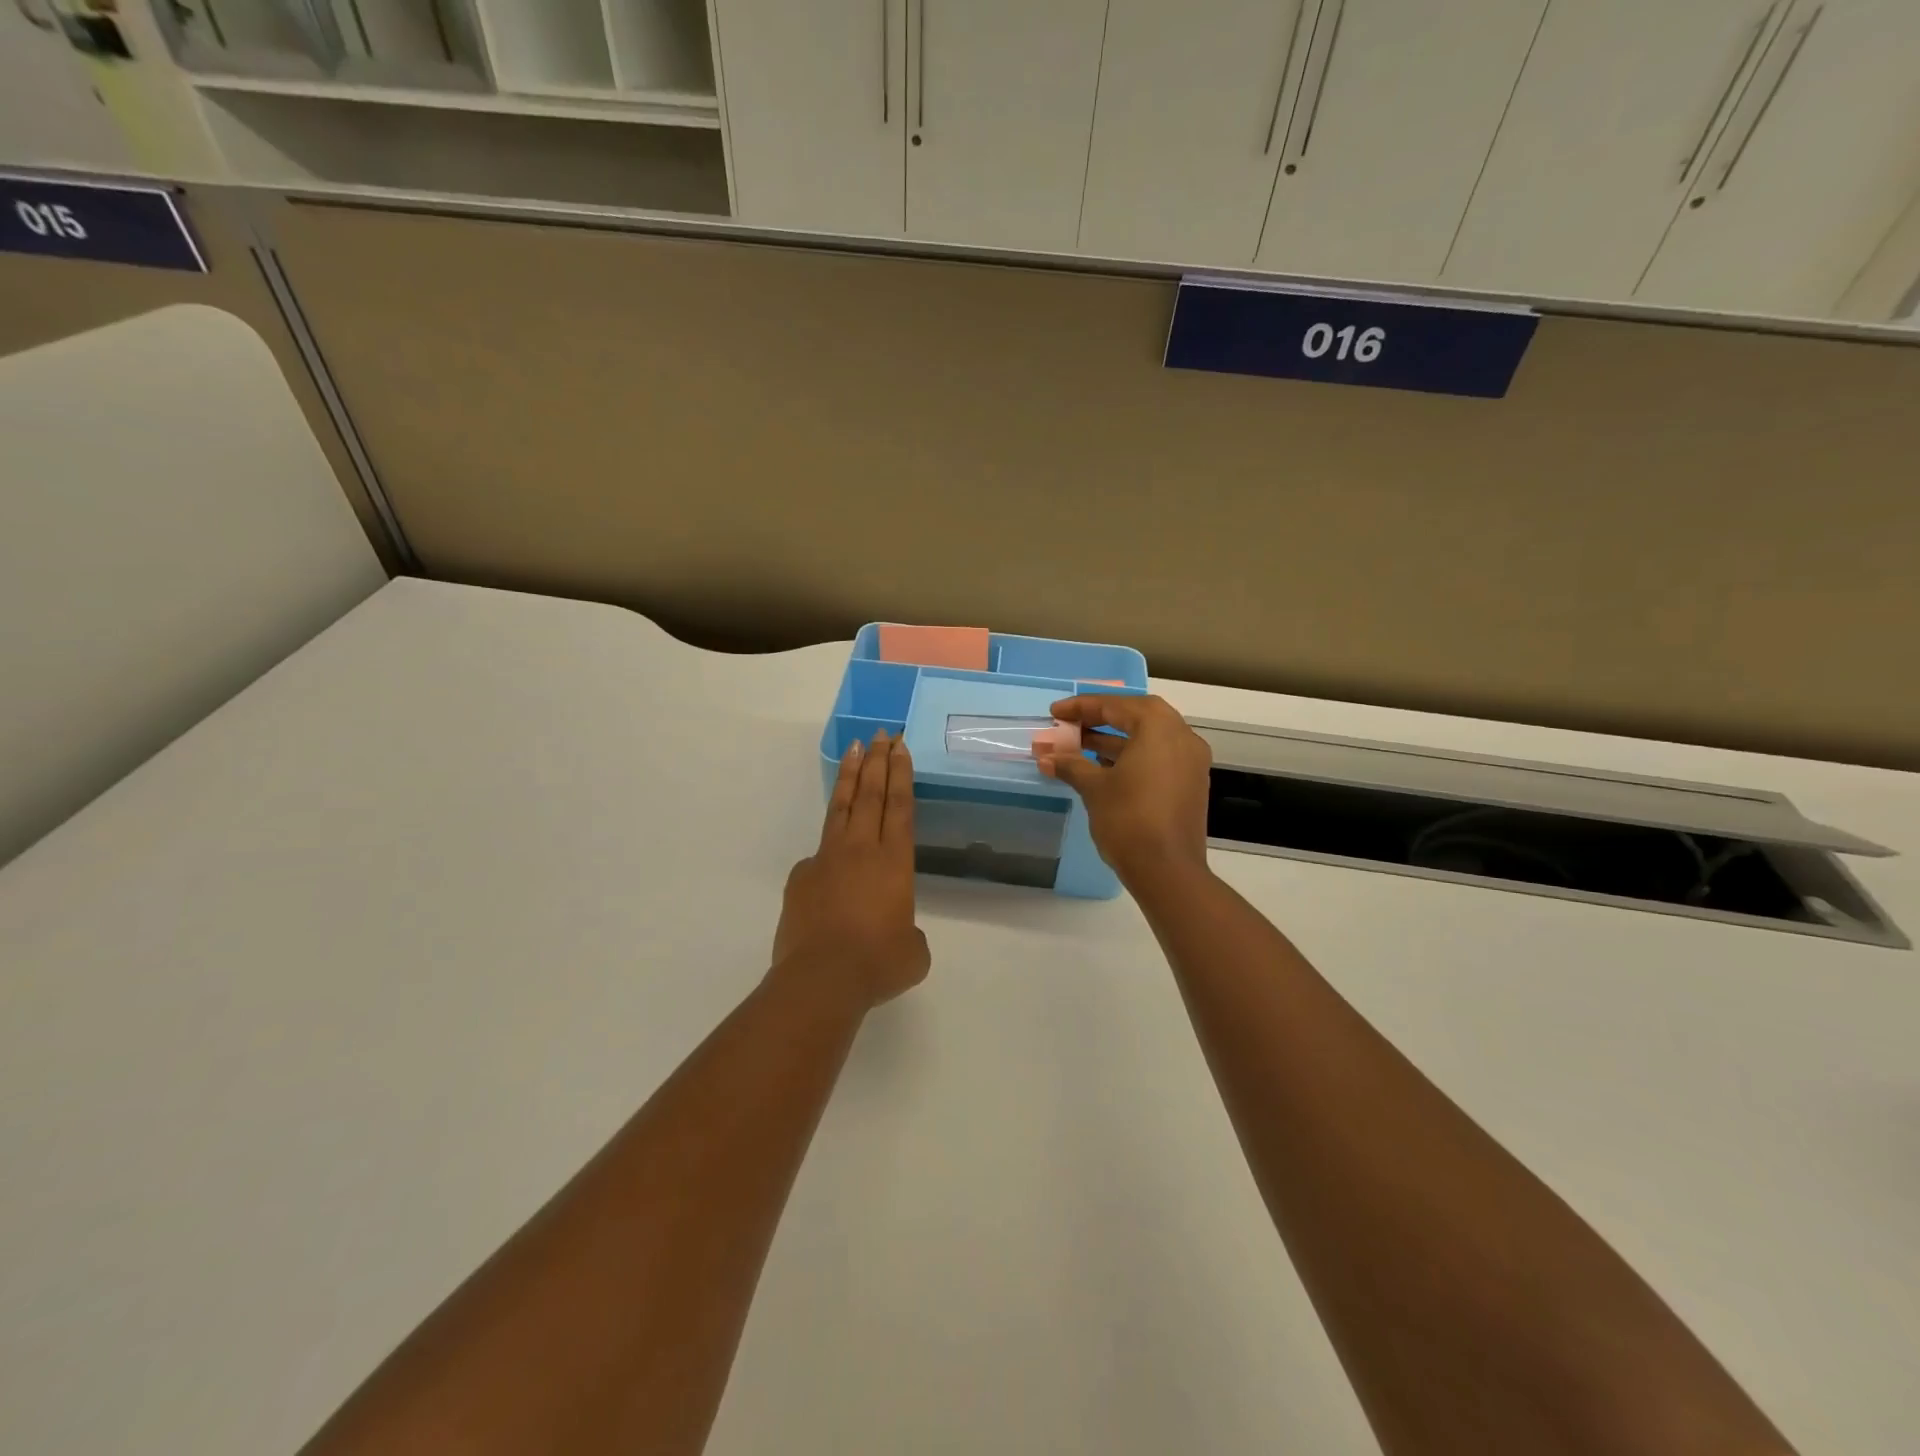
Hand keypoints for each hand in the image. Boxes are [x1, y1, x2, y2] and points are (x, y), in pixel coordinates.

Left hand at [772, 730, 929, 1009]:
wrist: (822, 979)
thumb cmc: (878, 963)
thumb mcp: (912, 952)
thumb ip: (907, 931)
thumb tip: (892, 929)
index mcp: (895, 862)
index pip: (900, 806)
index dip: (900, 774)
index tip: (899, 747)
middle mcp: (862, 850)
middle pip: (871, 794)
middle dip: (877, 761)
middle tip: (881, 734)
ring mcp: (827, 859)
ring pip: (841, 808)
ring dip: (850, 776)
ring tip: (854, 750)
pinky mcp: (801, 877)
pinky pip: (818, 854)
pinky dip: (827, 847)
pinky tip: (830, 862)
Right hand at [1037, 695, 1212, 883]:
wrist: (1167, 871)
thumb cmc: (1128, 819)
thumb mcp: (1094, 788)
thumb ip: (1071, 765)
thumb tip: (1046, 757)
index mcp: (1158, 727)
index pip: (1115, 706)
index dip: (1081, 707)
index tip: (1055, 713)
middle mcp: (1181, 736)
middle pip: (1136, 716)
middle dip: (1100, 719)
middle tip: (1070, 726)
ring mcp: (1190, 761)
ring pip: (1148, 738)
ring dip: (1114, 739)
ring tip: (1079, 747)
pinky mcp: (1190, 784)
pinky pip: (1158, 757)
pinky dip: (1132, 756)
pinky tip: (1104, 769)